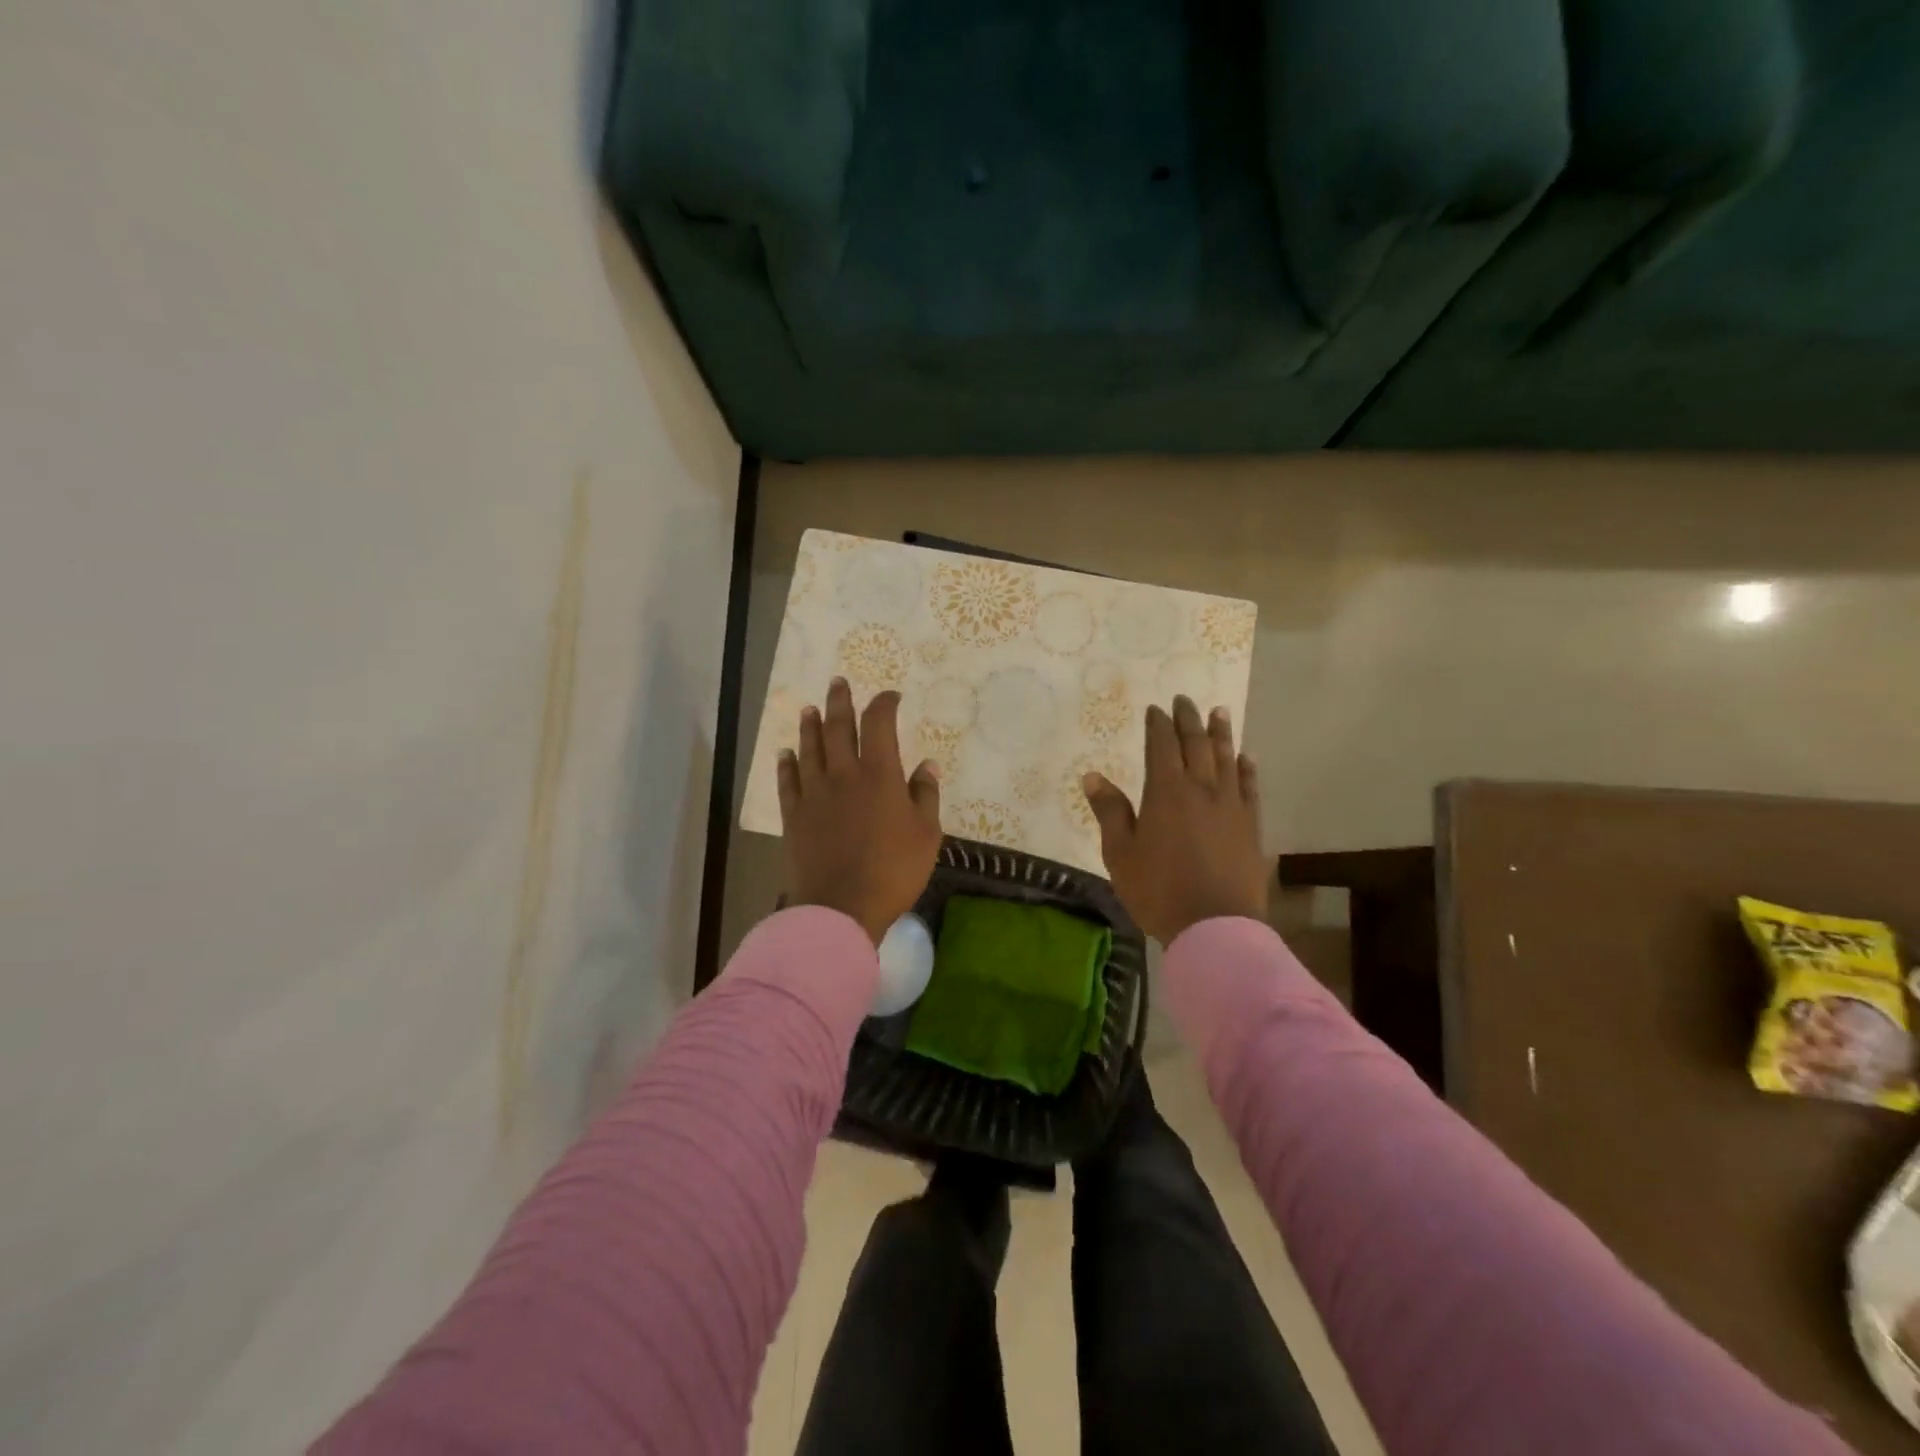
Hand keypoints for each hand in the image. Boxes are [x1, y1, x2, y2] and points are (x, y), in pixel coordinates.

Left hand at [778, 678, 943, 943]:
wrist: (841, 906)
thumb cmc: (893, 870)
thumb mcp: (926, 834)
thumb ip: (925, 795)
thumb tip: (926, 764)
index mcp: (880, 774)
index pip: (879, 725)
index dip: (884, 704)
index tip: (890, 696)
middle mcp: (844, 774)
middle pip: (838, 727)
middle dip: (840, 702)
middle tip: (837, 683)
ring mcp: (814, 793)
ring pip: (810, 749)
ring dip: (810, 726)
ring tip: (809, 709)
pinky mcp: (794, 815)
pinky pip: (788, 782)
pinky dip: (787, 764)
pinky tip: (786, 754)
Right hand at [1082, 696, 1269, 943]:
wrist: (1215, 926)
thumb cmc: (1158, 890)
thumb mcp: (1120, 854)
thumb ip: (1110, 812)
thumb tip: (1092, 776)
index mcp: (1166, 792)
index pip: (1161, 746)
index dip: (1158, 724)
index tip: (1155, 708)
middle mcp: (1201, 789)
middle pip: (1195, 745)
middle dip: (1188, 719)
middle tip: (1184, 699)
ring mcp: (1230, 806)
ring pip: (1226, 759)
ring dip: (1221, 733)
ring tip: (1219, 712)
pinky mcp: (1250, 826)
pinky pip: (1250, 787)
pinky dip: (1246, 768)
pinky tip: (1246, 758)